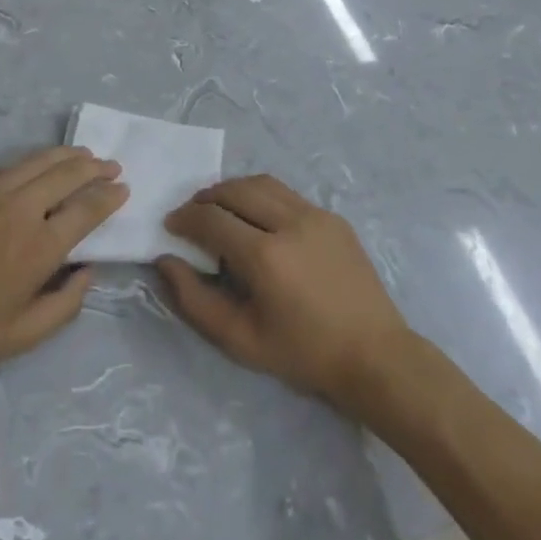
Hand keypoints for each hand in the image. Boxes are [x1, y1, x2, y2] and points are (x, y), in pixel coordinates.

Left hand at [0, 147, 126, 374]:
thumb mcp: (20, 337)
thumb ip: (64, 307)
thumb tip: (87, 273)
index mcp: (39, 247)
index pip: (87, 209)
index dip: (109, 197)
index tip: (122, 190)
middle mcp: (21, 208)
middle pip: (69, 174)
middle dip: (96, 168)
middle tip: (112, 167)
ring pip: (41, 160)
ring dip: (69, 156)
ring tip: (86, 156)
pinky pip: (13, 165)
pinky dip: (38, 160)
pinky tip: (42, 165)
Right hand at [157, 176, 416, 416]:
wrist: (375, 356)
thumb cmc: (303, 354)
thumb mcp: (240, 339)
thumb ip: (195, 300)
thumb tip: (166, 261)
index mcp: (265, 256)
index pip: (212, 219)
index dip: (185, 218)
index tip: (171, 226)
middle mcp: (290, 223)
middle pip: (235, 189)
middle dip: (206, 197)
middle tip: (192, 214)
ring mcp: (316, 215)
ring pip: (262, 183)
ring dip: (234, 190)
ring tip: (221, 208)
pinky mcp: (333, 217)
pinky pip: (287, 193)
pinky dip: (262, 196)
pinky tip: (258, 218)